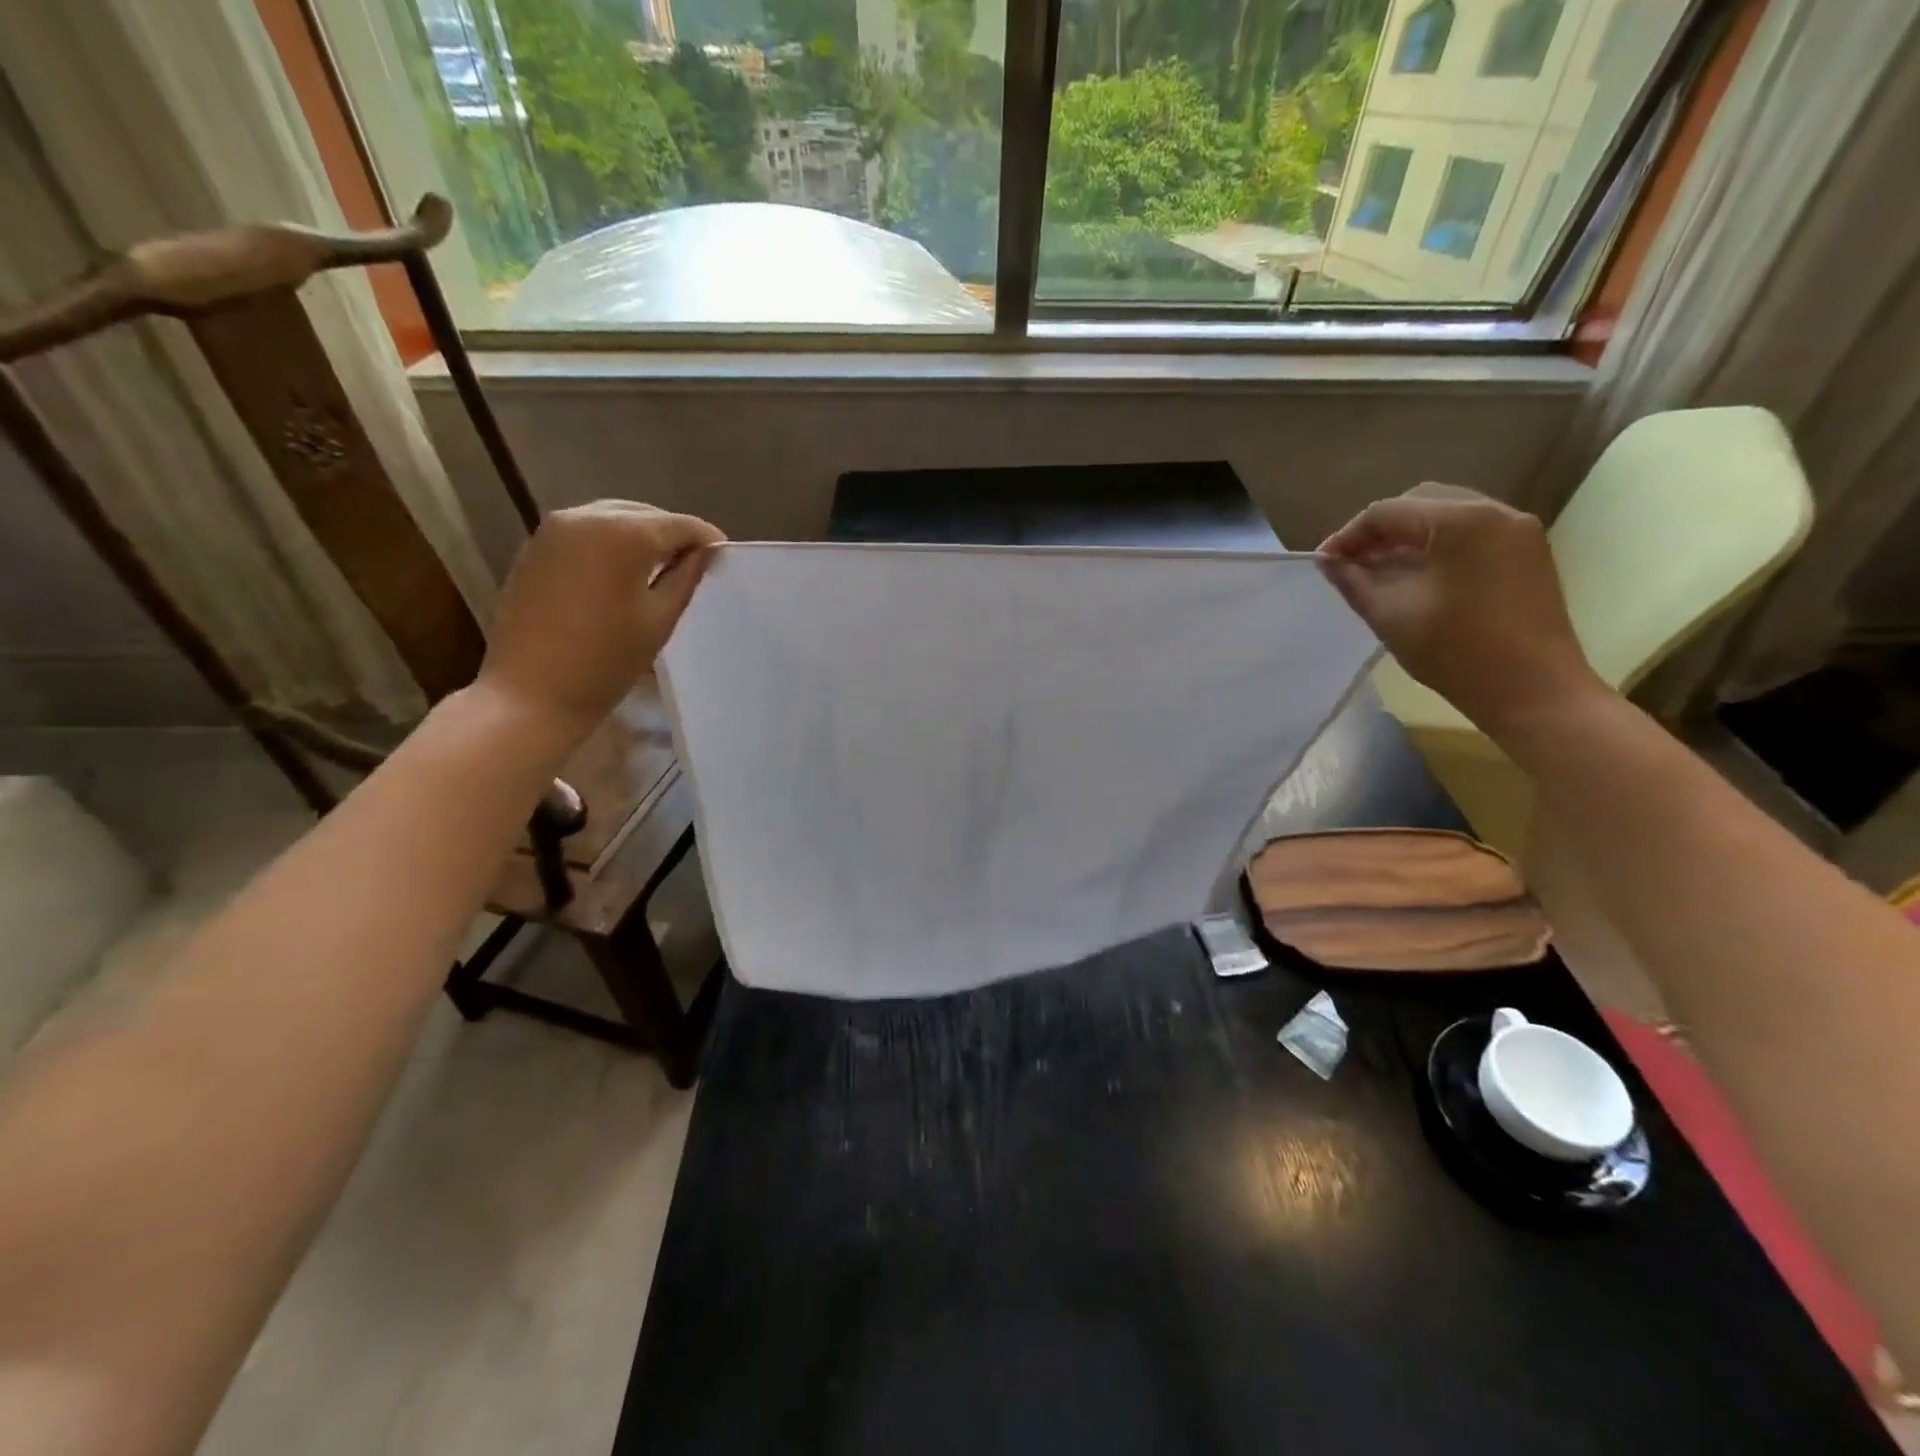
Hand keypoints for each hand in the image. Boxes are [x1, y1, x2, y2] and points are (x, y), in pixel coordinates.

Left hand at [478, 501, 723, 739]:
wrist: (531, 692)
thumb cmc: (606, 660)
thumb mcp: (659, 619)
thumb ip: (685, 578)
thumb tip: (703, 553)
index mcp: (624, 534)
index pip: (679, 524)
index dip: (706, 538)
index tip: (724, 557)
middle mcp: (587, 517)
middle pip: (644, 515)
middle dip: (672, 535)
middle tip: (694, 563)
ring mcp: (554, 530)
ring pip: (612, 519)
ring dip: (640, 536)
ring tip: (660, 567)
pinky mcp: (535, 548)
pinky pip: (586, 532)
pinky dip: (610, 544)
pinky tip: (622, 572)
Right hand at [1317, 484, 1601, 738]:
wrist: (1532, 690)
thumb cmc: (1455, 651)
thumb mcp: (1390, 615)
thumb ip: (1353, 581)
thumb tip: (1327, 560)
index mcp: (1460, 521)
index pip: (1388, 512)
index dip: (1349, 536)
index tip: (1324, 563)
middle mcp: (1494, 512)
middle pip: (1421, 503)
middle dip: (1379, 531)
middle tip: (1351, 564)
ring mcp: (1517, 531)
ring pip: (1447, 515)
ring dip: (1408, 537)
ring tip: (1380, 571)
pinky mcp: (1528, 553)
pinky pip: (1472, 533)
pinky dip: (1437, 546)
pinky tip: (1417, 577)